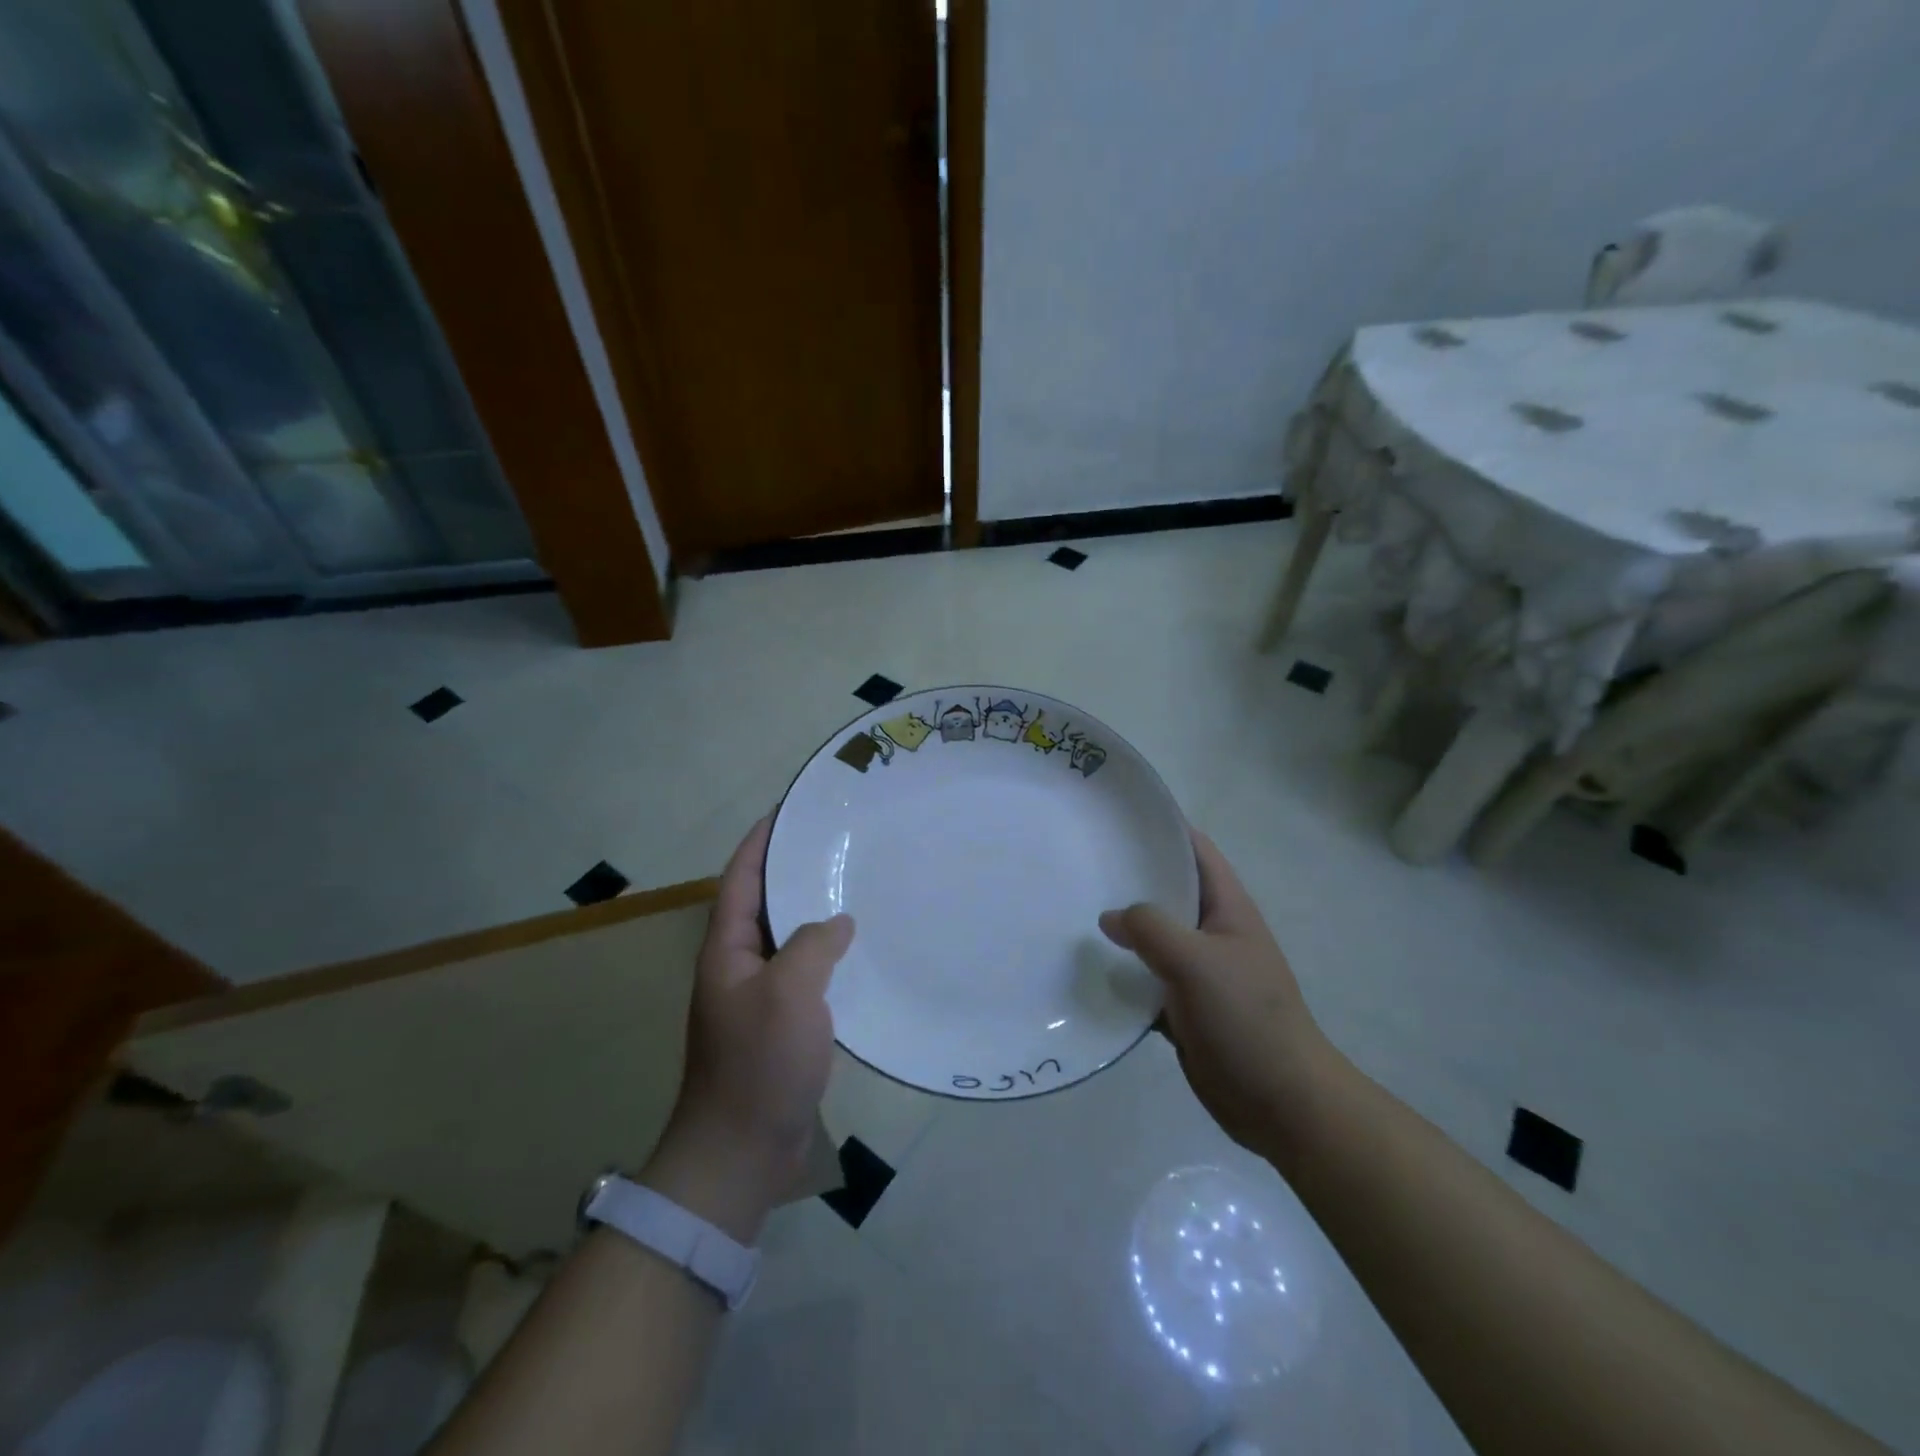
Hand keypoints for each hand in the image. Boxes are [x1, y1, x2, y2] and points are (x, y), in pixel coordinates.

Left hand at [645, 817, 853, 1238]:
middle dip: (795, 869)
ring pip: (789, 937)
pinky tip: (861, 949)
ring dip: (815, 911)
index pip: (742, 877)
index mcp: (727, 949)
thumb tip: (837, 923)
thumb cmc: (758, 1064)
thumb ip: (812, 945)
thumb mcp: (787, 992)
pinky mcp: (782, 1023)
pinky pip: (806, 972)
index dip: (762, 840)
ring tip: (857, 885)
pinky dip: (829, 953)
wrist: (741, 1152)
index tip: (793, 809)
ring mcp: (760, 995)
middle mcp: (739, 964)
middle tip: (840, 842)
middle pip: (765, 902)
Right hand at [1100, 829, 1330, 1157]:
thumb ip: (1151, 929)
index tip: (1115, 818)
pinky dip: (1121, 975)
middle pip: (1168, 892)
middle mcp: (1212, 932)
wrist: (1280, 1101)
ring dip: (1121, 930)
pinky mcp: (1183, 1007)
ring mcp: (1198, 972)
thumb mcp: (1197, 962)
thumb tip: (1109, 917)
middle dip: (1129, 878)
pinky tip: (1086, 971)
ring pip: (1153, 938)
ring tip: (1071, 912)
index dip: (1162, 828)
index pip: (1195, 850)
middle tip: (1079, 864)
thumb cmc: (1247, 1017)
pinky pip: (1145, 981)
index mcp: (1227, 908)